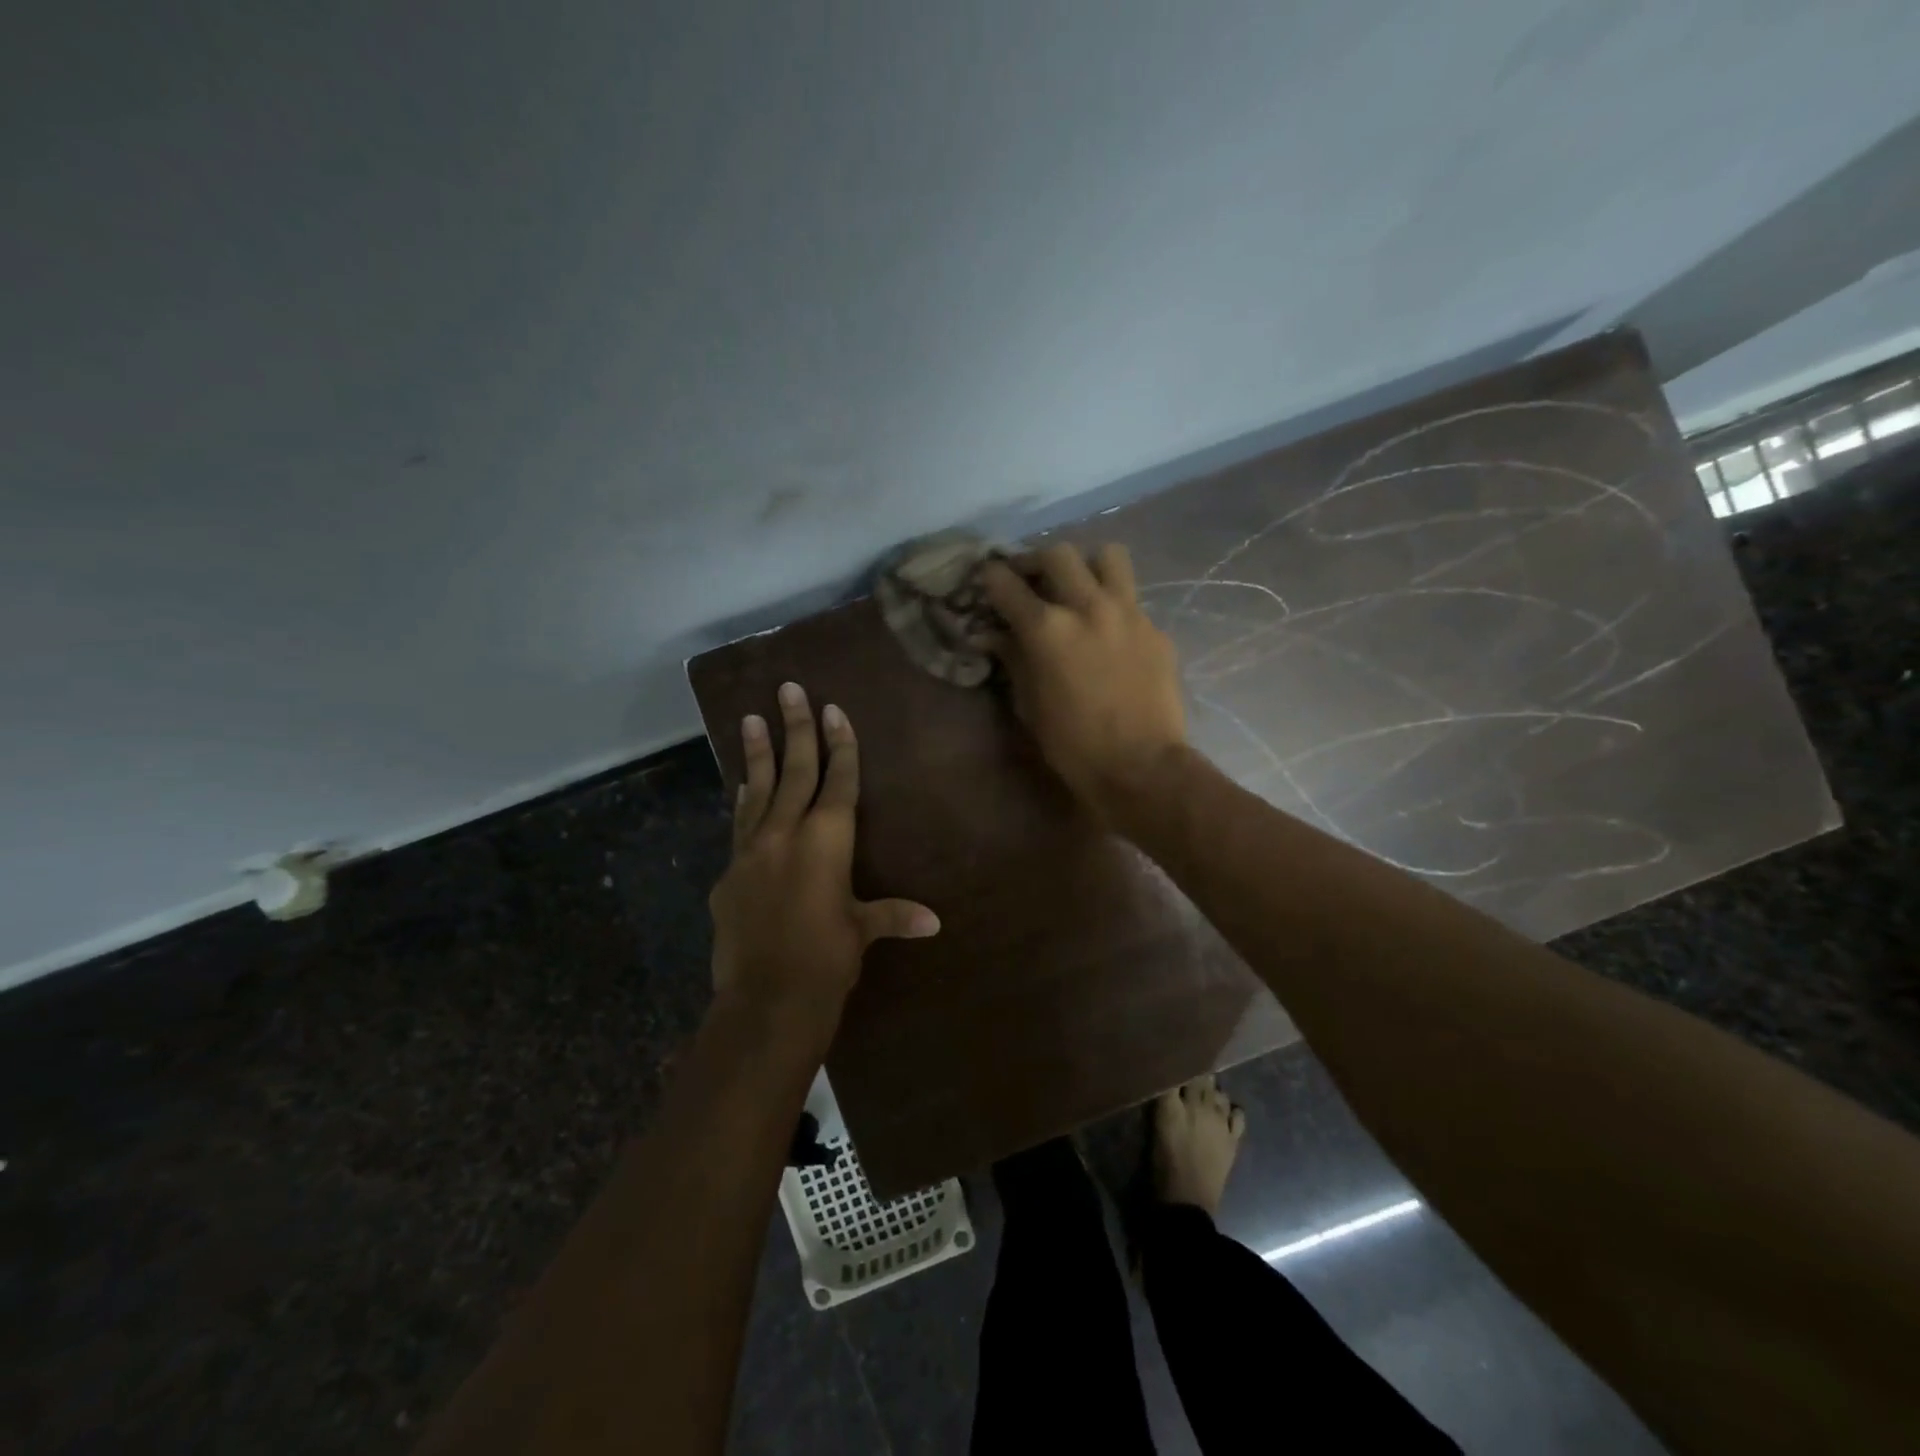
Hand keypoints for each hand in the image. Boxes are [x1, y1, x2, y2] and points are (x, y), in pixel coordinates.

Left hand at [708, 683, 939, 1027]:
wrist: (766, 998)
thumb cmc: (827, 958)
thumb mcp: (861, 931)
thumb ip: (893, 915)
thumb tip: (934, 921)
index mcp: (827, 839)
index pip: (838, 780)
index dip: (840, 744)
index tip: (833, 709)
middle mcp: (787, 833)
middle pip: (795, 770)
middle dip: (796, 728)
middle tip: (789, 688)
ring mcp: (752, 850)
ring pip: (758, 789)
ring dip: (757, 753)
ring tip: (752, 718)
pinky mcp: (729, 873)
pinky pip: (739, 826)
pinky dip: (744, 802)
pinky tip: (741, 786)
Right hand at [981, 543, 1186, 821]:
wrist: (1141, 766)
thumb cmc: (1072, 744)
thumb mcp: (1029, 704)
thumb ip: (1012, 659)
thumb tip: (991, 635)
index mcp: (1047, 628)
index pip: (1007, 583)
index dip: (992, 578)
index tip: (988, 580)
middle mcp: (1087, 607)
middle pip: (1058, 554)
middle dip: (1037, 562)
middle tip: (1032, 581)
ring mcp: (1128, 613)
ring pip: (1108, 557)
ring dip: (1088, 567)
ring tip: (1080, 589)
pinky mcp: (1156, 629)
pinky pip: (1132, 600)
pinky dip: (1114, 607)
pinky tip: (1111, 635)